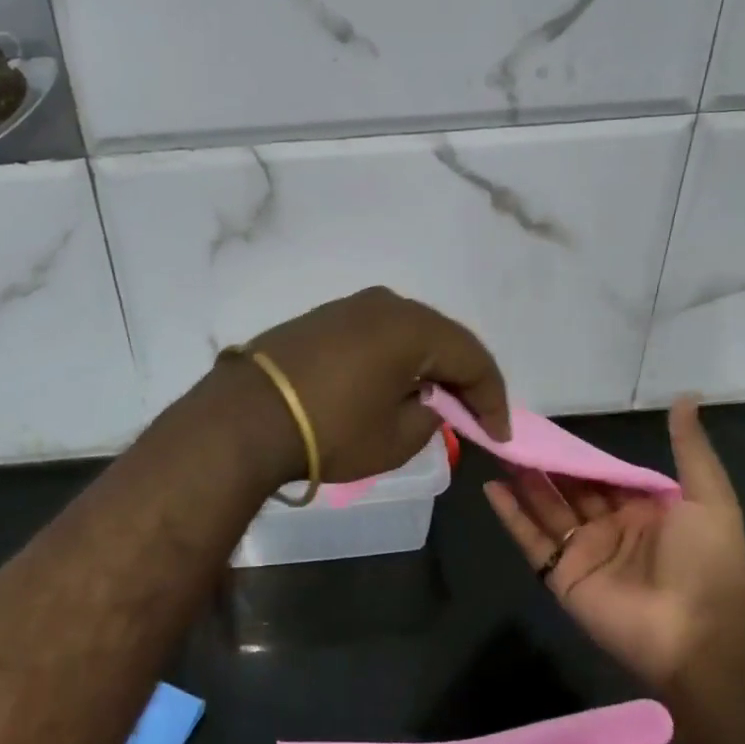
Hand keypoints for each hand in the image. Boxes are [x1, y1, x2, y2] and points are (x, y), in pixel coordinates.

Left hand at [222, 287, 509, 488]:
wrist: (247, 416)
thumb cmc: (331, 430)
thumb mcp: (395, 440)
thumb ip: (428, 418)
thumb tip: (426, 402)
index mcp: (412, 327)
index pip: (472, 357)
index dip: (492, 398)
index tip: (497, 434)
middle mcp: (385, 304)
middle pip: (441, 338)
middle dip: (461, 377)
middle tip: (472, 415)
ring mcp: (349, 306)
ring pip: (407, 333)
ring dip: (426, 364)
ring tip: (433, 400)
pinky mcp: (321, 317)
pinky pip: (375, 334)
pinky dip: (393, 358)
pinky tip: (390, 384)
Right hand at [484, 397, 744, 688]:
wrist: (701, 634)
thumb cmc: (706, 560)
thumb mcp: (709, 496)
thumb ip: (689, 448)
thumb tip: (685, 396)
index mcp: (642, 510)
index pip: (603, 474)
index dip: (578, 452)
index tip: (550, 427)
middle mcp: (610, 528)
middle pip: (569, 489)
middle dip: (545, 463)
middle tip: (513, 433)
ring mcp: (584, 553)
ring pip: (546, 509)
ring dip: (523, 482)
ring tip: (498, 450)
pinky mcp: (563, 577)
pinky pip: (532, 541)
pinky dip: (511, 516)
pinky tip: (491, 489)